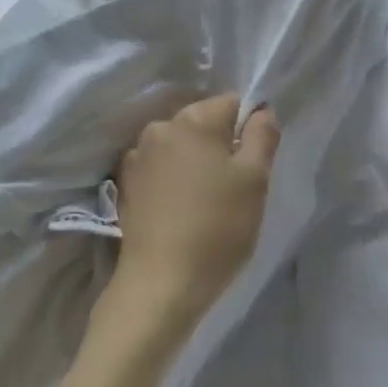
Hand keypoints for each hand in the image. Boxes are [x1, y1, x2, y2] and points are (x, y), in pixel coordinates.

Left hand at [95, 94, 280, 353]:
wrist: (162, 282)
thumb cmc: (217, 228)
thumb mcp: (255, 180)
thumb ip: (262, 136)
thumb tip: (261, 110)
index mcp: (193, 119)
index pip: (232, 104)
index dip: (249, 130)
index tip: (253, 165)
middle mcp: (159, 127)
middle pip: (203, 123)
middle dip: (220, 146)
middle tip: (233, 188)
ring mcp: (137, 156)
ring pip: (180, 147)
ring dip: (194, 163)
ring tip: (205, 203)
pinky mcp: (125, 184)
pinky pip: (160, 169)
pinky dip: (173, 181)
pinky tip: (180, 211)